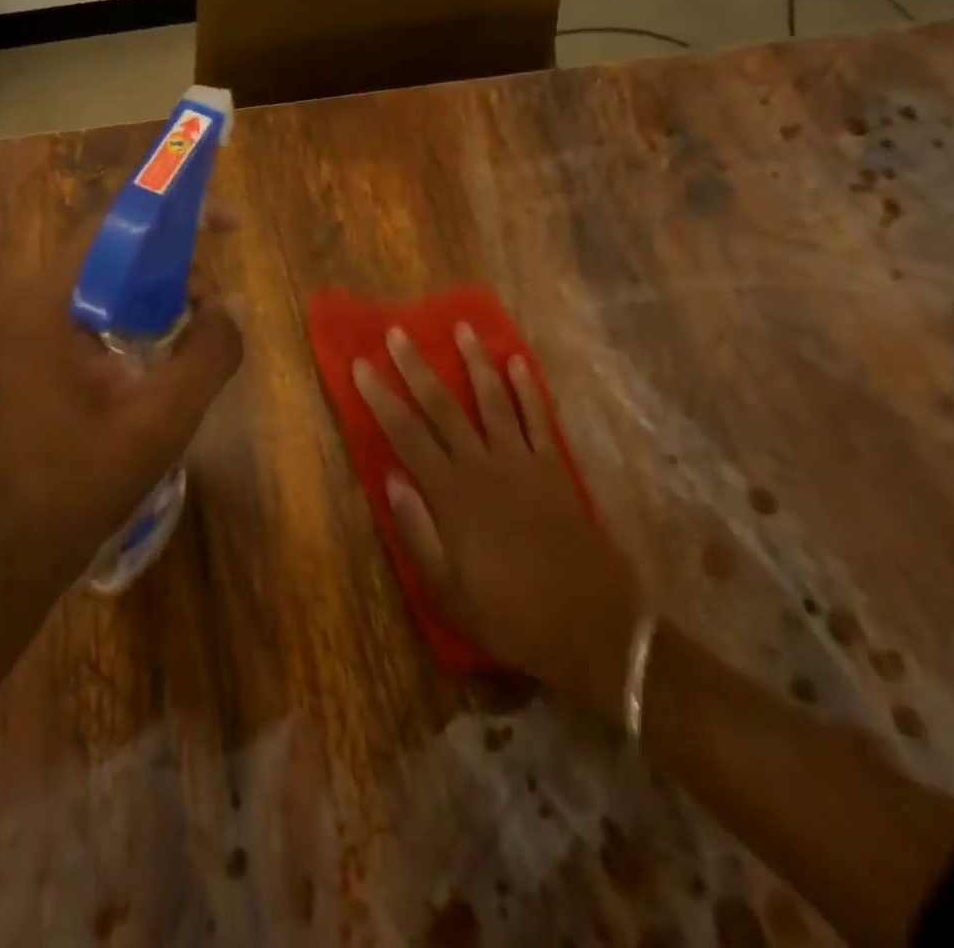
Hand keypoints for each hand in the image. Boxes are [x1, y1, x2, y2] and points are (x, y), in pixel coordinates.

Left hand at [0, 226, 243, 612]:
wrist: (11, 551)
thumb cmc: (80, 481)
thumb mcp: (162, 418)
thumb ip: (208, 353)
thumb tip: (235, 303)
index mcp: (49, 302)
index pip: (114, 225)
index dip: (174, 213)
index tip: (228, 223)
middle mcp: (34, 303)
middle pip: (113, 251)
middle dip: (174, 260)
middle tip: (219, 297)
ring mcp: (33, 331)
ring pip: (108, 284)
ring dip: (160, 292)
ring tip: (202, 325)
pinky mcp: (41, 358)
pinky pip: (99, 315)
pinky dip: (139, 318)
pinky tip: (169, 351)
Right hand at [352, 324, 645, 718]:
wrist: (592, 626)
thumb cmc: (510, 614)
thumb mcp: (448, 589)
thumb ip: (417, 531)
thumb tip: (390, 477)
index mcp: (451, 494)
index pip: (406, 434)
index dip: (380, 397)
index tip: (361, 365)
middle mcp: (483, 466)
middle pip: (443, 406)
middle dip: (417, 366)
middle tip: (398, 332)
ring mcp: (523, 462)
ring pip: (492, 400)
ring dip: (476, 362)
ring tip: (463, 328)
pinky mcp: (555, 468)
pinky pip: (539, 418)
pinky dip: (528, 389)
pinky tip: (519, 363)